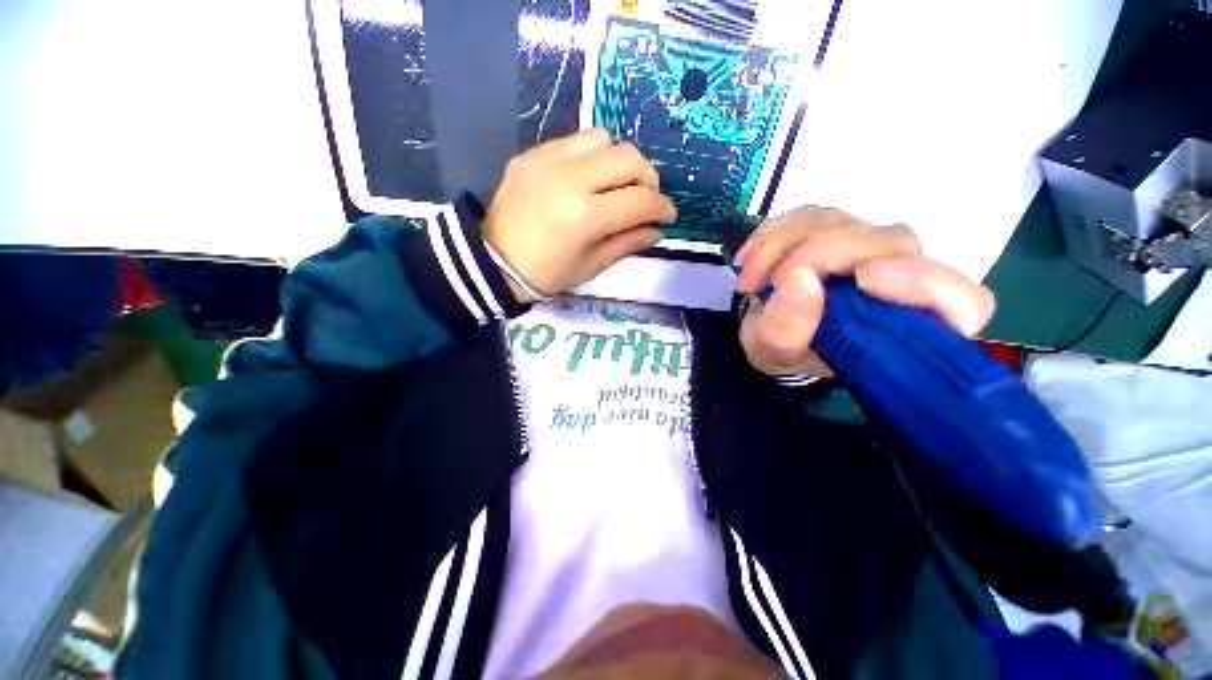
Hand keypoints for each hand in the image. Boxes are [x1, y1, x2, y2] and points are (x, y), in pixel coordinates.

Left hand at [484, 129, 677, 302]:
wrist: (495, 262)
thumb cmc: (548, 274)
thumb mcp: (592, 265)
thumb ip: (628, 242)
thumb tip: (657, 229)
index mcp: (585, 217)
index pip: (639, 200)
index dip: (662, 207)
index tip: (668, 215)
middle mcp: (569, 179)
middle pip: (627, 157)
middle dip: (647, 178)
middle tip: (645, 198)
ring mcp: (546, 160)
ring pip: (603, 138)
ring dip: (619, 161)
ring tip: (616, 185)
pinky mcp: (531, 154)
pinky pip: (574, 141)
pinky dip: (591, 157)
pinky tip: (588, 178)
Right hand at [735, 206, 995, 377]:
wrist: (772, 329)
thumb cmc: (785, 350)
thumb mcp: (775, 355)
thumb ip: (786, 333)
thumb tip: (800, 282)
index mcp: (905, 326)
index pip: (961, 302)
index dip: (926, 284)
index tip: (865, 279)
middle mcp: (902, 279)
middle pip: (887, 243)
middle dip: (818, 256)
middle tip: (767, 284)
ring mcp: (870, 247)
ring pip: (842, 222)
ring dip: (784, 245)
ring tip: (750, 279)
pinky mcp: (838, 228)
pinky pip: (809, 215)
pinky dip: (773, 233)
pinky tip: (750, 258)